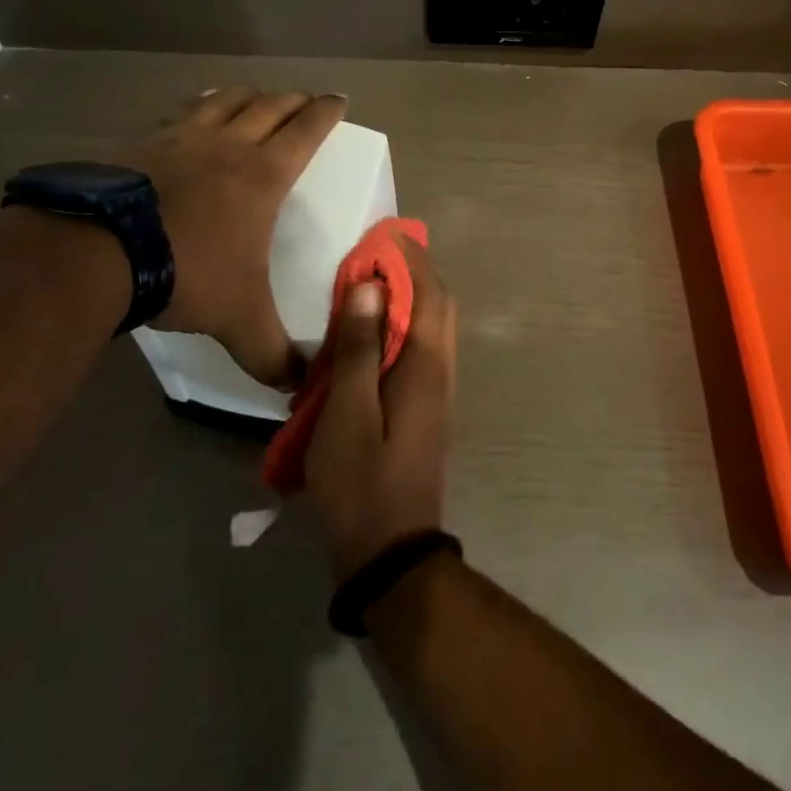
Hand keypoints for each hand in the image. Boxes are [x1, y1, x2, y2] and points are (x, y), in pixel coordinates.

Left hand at [120, 88, 346, 386]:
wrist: (97, 253)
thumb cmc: (187, 274)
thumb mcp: (238, 320)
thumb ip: (272, 354)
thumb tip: (301, 387)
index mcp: (263, 175)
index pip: (306, 130)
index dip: (326, 112)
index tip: (339, 100)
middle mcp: (228, 145)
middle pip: (270, 106)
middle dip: (293, 100)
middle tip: (304, 101)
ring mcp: (181, 138)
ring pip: (225, 100)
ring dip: (247, 96)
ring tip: (254, 98)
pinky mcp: (141, 142)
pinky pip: (179, 112)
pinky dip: (197, 106)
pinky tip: (192, 114)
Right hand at [306, 237, 456, 581]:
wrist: (391, 555)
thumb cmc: (362, 485)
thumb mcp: (347, 416)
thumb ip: (359, 350)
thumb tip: (368, 287)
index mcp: (427, 366)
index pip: (429, 293)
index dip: (408, 259)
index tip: (379, 234)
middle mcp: (442, 370)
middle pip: (438, 303)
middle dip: (412, 271)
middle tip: (372, 255)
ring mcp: (438, 390)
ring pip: (432, 325)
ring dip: (407, 297)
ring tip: (366, 286)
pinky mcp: (426, 407)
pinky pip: (421, 349)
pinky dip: (402, 326)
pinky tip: (369, 335)